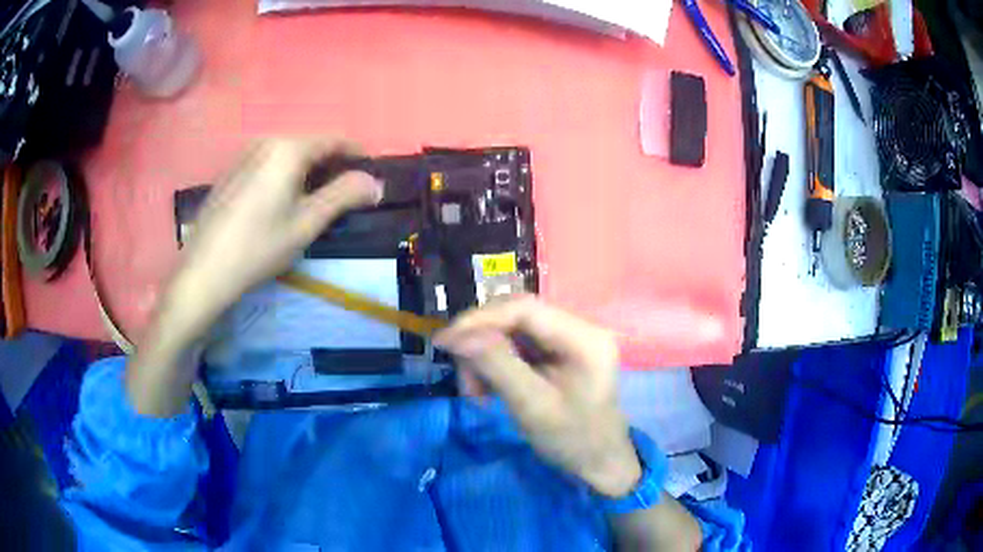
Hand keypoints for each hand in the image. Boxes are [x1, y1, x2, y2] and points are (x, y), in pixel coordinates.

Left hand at [162, 138, 382, 339]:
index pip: (334, 140)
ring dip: (308, 171)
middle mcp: (266, 141)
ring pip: (288, 155)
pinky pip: (268, 163)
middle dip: (332, 165)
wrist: (204, 271)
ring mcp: (245, 155)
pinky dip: (285, 175)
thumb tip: (376, 183)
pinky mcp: (232, 172)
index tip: (371, 174)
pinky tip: (281, 203)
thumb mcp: (307, 223)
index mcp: (288, 148)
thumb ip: (344, 196)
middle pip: (310, 145)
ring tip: (315, 201)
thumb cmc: (259, 246)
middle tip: (345, 194)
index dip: (357, 154)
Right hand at [434, 295, 641, 496]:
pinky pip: (517, 345)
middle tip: (465, 381)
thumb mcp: (532, 406)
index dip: (480, 320)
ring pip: (511, 330)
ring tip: (477, 394)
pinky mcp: (558, 351)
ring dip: (485, 358)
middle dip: (481, 344)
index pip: (524, 308)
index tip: (445, 342)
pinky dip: (496, 365)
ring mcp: (569, 338)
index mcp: (584, 338)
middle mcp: (579, 327)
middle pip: (515, 316)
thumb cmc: (573, 440)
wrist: (599, 462)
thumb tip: (455, 335)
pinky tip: (489, 390)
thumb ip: (497, 366)